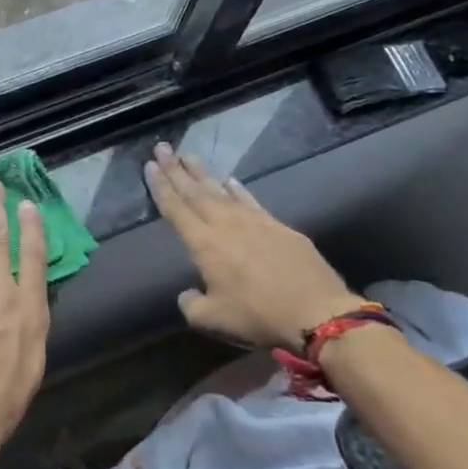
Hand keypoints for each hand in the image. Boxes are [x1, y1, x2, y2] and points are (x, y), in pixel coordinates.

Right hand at [145, 142, 364, 349]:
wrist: (318, 313)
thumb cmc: (258, 316)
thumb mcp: (212, 320)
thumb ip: (191, 304)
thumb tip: (187, 294)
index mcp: (204, 244)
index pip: (175, 209)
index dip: (160, 187)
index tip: (149, 166)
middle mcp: (226, 225)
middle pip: (195, 191)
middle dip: (175, 169)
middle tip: (162, 148)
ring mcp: (255, 222)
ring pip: (221, 190)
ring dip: (202, 173)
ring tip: (188, 156)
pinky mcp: (280, 227)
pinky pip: (250, 200)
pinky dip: (237, 188)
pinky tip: (230, 179)